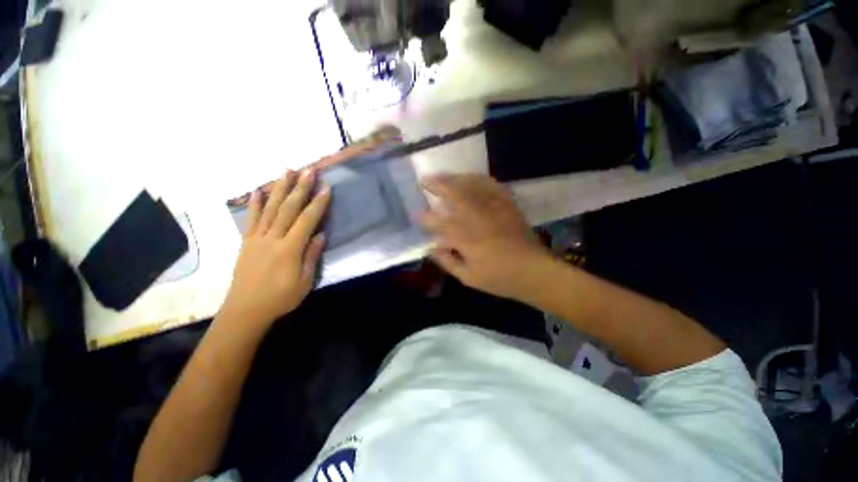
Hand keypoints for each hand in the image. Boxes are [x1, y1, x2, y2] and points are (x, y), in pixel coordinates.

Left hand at [220, 169, 329, 331]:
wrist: (245, 310)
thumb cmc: (280, 298)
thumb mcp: (304, 281)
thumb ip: (311, 256)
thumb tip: (321, 234)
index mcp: (289, 249)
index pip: (306, 220)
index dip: (317, 204)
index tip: (325, 188)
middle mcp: (272, 238)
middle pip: (288, 209)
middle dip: (300, 188)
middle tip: (308, 170)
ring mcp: (257, 238)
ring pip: (270, 208)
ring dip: (279, 188)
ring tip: (287, 171)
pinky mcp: (247, 241)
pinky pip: (251, 219)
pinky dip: (255, 203)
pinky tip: (259, 190)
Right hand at [421, 174, 553, 300]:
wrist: (534, 271)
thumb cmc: (499, 278)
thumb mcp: (468, 277)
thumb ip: (447, 261)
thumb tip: (431, 248)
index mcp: (467, 239)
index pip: (439, 223)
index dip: (425, 217)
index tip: (416, 213)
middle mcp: (478, 218)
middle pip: (455, 194)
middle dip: (437, 185)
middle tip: (425, 180)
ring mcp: (495, 209)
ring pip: (472, 185)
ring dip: (455, 178)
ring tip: (445, 176)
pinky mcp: (508, 205)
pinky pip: (492, 185)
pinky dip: (479, 179)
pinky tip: (471, 178)